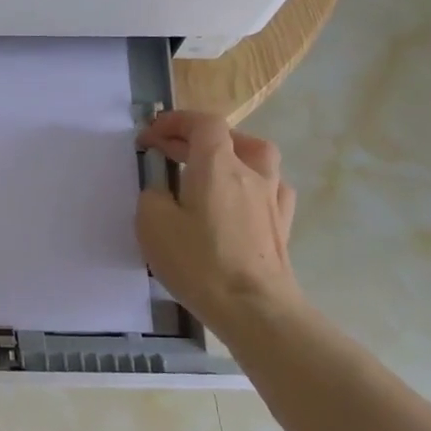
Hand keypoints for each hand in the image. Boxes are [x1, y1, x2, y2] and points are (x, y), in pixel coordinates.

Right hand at [135, 110, 305, 338]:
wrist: (254, 308)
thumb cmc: (199, 262)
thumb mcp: (152, 224)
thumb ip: (153, 195)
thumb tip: (163, 190)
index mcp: (218, 165)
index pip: (202, 123)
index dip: (174, 122)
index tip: (149, 137)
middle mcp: (251, 172)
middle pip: (228, 137)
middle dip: (194, 138)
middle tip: (167, 152)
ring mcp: (272, 198)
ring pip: (257, 158)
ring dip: (230, 154)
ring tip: (208, 170)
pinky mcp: (282, 224)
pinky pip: (270, 187)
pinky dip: (251, 182)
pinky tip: (240, 199)